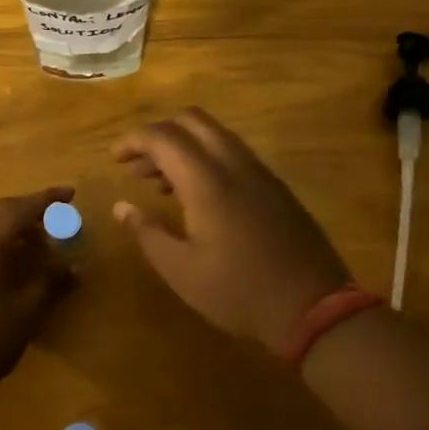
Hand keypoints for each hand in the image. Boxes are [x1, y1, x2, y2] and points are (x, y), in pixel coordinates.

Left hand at [0, 188, 76, 395]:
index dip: (48, 199)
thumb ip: (51, 282)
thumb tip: (75, 266)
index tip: (70, 193)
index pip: (20, 208)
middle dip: (28, 212)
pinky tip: (4, 264)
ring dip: (9, 227)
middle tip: (55, 221)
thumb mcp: (26, 311)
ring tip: (33, 243)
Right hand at [112, 109, 352, 356]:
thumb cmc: (238, 291)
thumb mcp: (181, 270)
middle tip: (137, 166)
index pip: (163, 137)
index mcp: (207, 182)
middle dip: (159, 134)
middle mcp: (235, 165)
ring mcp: (261, 174)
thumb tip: (120, 207)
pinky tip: (198, 196)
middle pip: (192, 121)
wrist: (314, 308)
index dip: (133, 140)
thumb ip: (147, 232)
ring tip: (160, 183)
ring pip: (216, 135)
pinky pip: (234, 154)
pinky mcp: (276, 188)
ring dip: (184, 146)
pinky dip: (207, 158)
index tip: (114, 158)